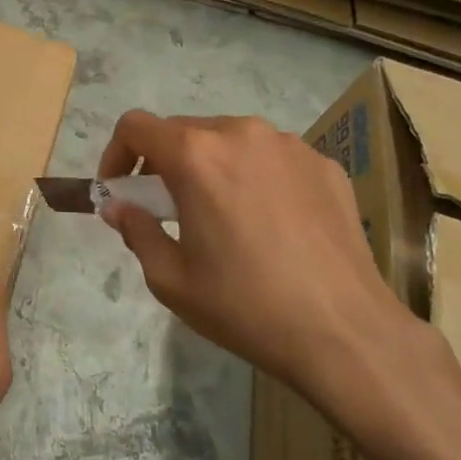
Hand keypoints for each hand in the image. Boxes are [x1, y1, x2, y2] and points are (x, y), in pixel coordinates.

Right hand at [98, 111, 450, 424]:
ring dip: (209, 166)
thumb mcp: (170, 278)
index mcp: (196, 155)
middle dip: (162, 162)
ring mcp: (290, 146)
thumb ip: (135, 229)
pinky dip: (253, 176)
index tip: (120, 190)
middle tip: (165, 209)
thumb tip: (117, 206)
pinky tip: (267, 222)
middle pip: (182, 130)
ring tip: (220, 215)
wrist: (344, 332)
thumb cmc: (244, 305)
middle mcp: (242, 134)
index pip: (135, 126)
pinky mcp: (324, 165)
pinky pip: (271, 157)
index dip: (116, 153)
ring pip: (229, 140)